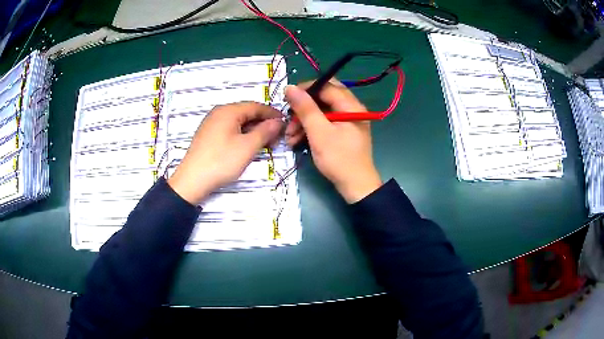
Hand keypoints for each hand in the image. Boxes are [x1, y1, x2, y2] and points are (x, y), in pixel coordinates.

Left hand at [168, 102, 282, 204]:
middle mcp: (219, 113)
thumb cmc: (221, 161)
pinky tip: (248, 146)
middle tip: (276, 138)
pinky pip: (230, 129)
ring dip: (254, 131)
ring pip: (239, 122)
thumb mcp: (247, 147)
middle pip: (247, 113)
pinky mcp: (208, 135)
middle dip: (264, 124)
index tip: (286, 124)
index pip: (256, 106)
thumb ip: (265, 131)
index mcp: (228, 110)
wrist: (192, 181)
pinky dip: (242, 135)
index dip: (273, 114)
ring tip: (265, 145)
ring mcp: (212, 124)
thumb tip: (278, 121)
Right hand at [285, 81, 381, 202]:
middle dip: (303, 108)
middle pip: (323, 98)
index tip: (287, 99)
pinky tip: (297, 140)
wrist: (356, 187)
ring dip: (304, 121)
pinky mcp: (344, 132)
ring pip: (322, 111)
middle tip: (289, 117)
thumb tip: (289, 87)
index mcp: (351, 105)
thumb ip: (305, 108)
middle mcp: (351, 109)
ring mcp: (348, 121)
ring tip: (290, 136)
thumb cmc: (339, 159)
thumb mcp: (319, 132)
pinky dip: (311, 129)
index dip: (305, 89)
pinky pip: (325, 123)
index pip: (326, 85)